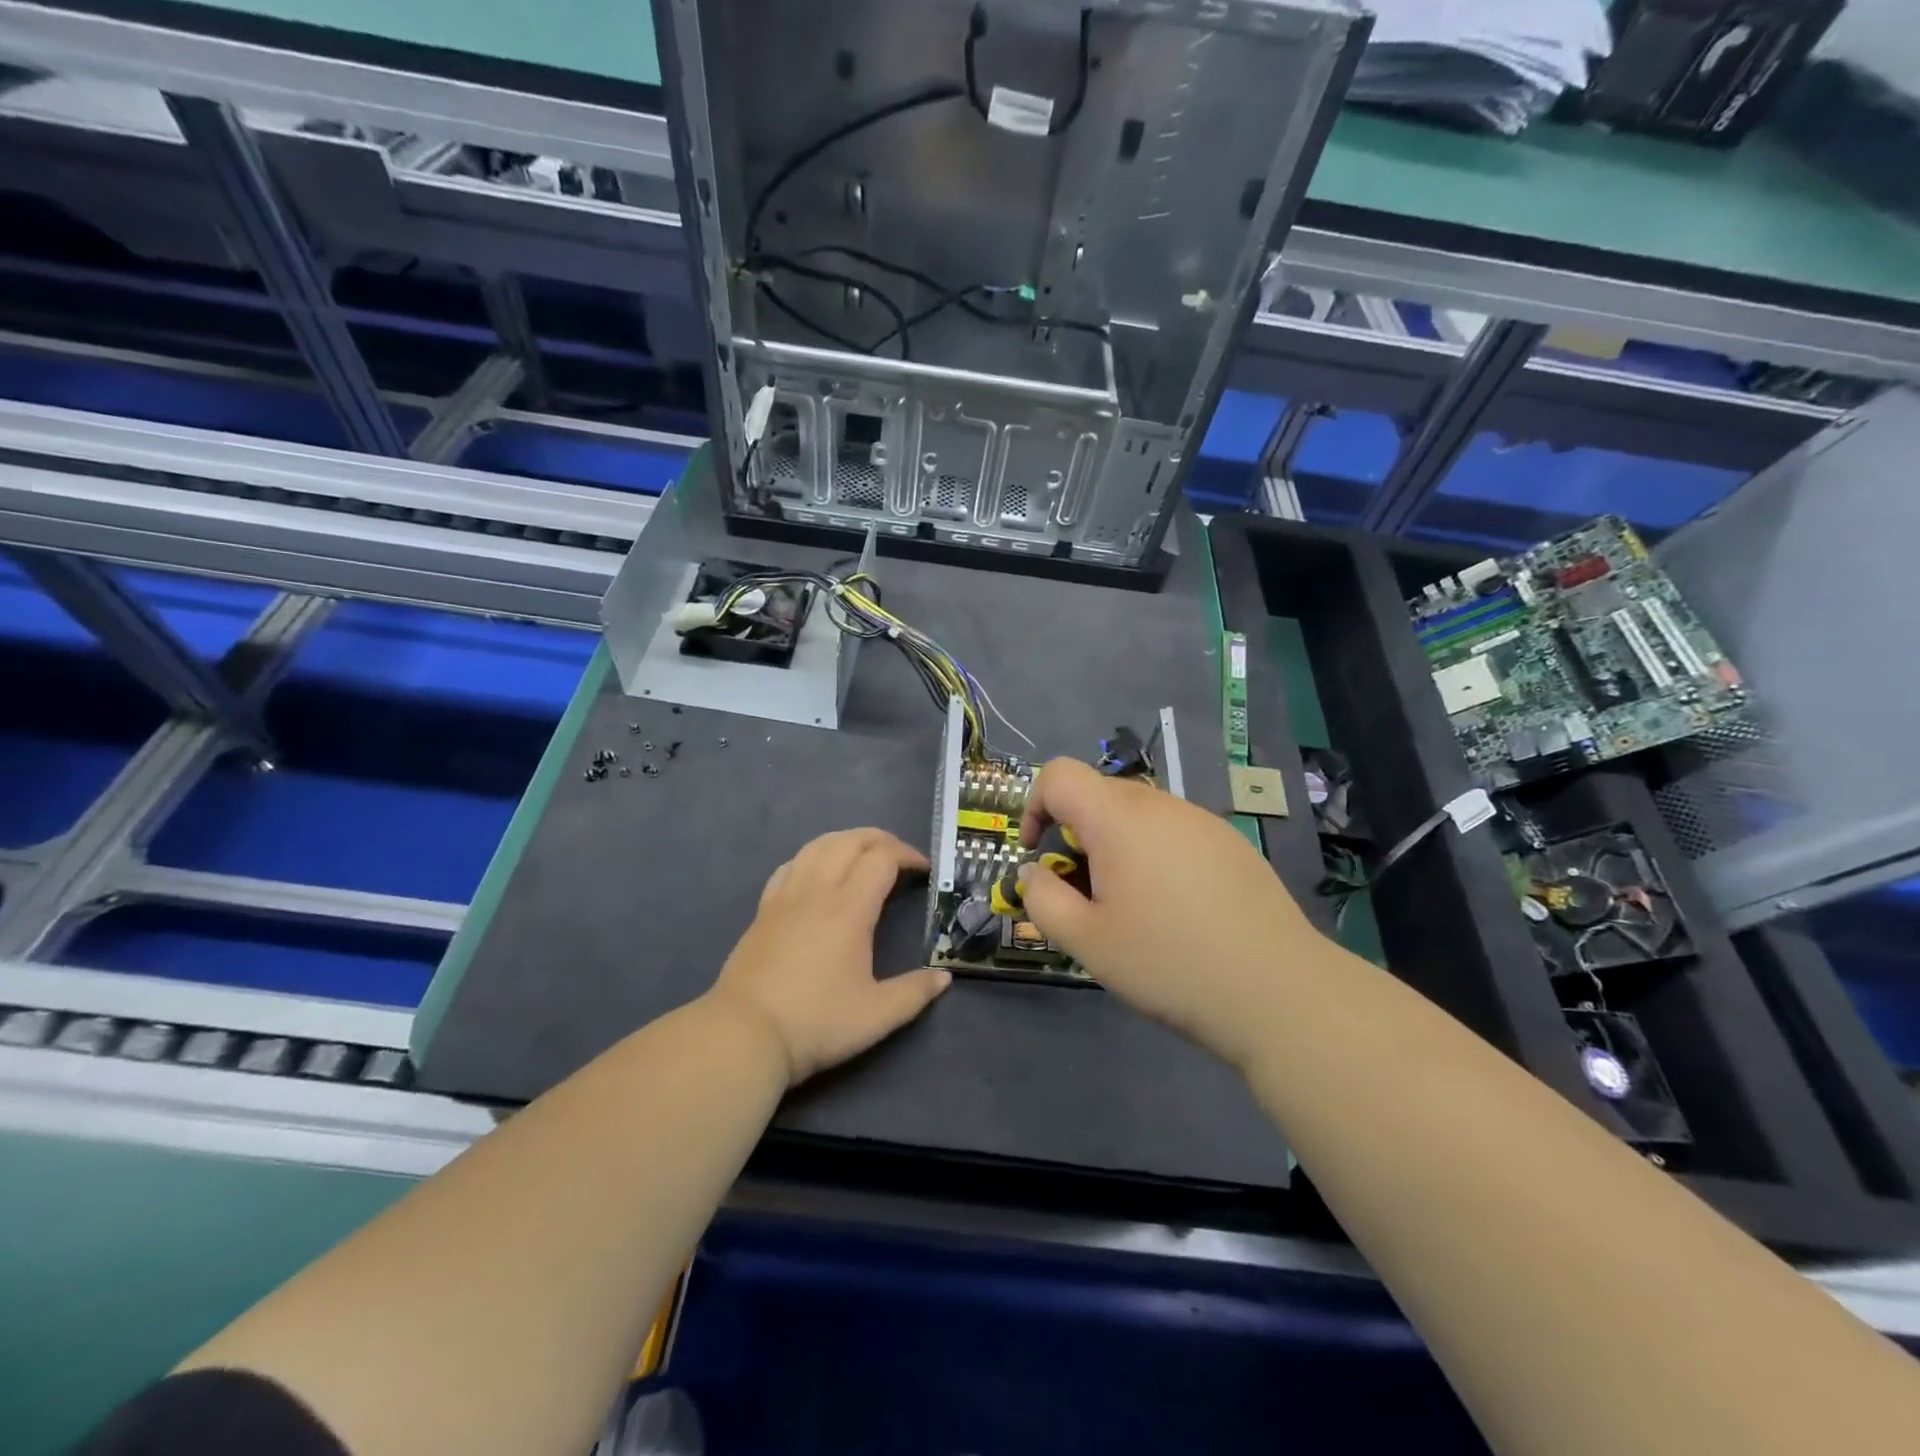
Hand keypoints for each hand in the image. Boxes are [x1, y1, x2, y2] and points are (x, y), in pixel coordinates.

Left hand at [706, 828, 950, 1085]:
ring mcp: (785, 897)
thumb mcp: (876, 1016)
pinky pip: (790, 865)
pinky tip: (818, 872)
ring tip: (863, 855)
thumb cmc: (815, 1023)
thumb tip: (943, 977)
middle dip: (880, 840)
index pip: (881, 859)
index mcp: (849, 910)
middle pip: (849, 841)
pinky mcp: (763, 910)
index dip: (907, 855)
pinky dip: (813, 856)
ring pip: (817, 846)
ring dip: (846, 840)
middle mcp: (817, 892)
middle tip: (900, 857)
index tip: (924, 871)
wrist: (745, 1035)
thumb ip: (914, 993)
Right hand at [1017, 758, 1323, 1071]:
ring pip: (1138, 814)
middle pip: (1098, 794)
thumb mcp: (1086, 941)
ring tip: (1132, 907)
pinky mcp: (1231, 842)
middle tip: (1085, 895)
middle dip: (1075, 835)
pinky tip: (1178, 909)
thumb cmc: (1169, 963)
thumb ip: (1042, 899)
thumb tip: (1033, 872)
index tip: (1039, 854)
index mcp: (1119, 818)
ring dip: (1116, 847)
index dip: (1034, 806)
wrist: (1279, 992)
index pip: (1059, 774)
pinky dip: (1155, 855)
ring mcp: (1202, 820)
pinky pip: (1174, 831)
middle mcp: (1161, 804)